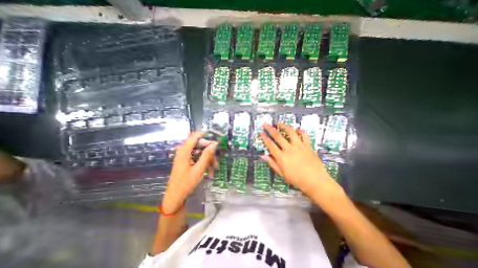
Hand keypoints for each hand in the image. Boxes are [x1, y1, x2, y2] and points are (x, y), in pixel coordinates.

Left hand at [163, 132, 217, 212]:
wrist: (175, 197)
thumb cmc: (186, 183)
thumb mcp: (199, 169)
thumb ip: (206, 155)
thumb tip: (214, 144)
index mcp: (184, 151)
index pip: (196, 136)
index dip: (206, 137)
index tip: (216, 142)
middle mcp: (183, 151)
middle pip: (199, 144)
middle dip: (209, 151)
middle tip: (216, 159)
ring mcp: (184, 156)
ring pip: (199, 151)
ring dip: (208, 158)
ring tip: (214, 168)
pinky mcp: (186, 161)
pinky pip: (197, 157)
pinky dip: (204, 162)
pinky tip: (209, 170)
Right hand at [261, 123, 343, 200]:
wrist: (316, 182)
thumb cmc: (297, 180)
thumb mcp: (282, 174)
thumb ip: (272, 164)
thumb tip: (263, 155)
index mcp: (281, 157)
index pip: (270, 145)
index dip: (265, 138)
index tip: (261, 132)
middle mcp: (289, 149)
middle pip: (278, 136)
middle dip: (270, 129)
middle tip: (266, 124)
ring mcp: (299, 146)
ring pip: (290, 132)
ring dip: (284, 126)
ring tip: (279, 123)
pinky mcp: (308, 146)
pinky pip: (304, 135)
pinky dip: (300, 131)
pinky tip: (297, 129)